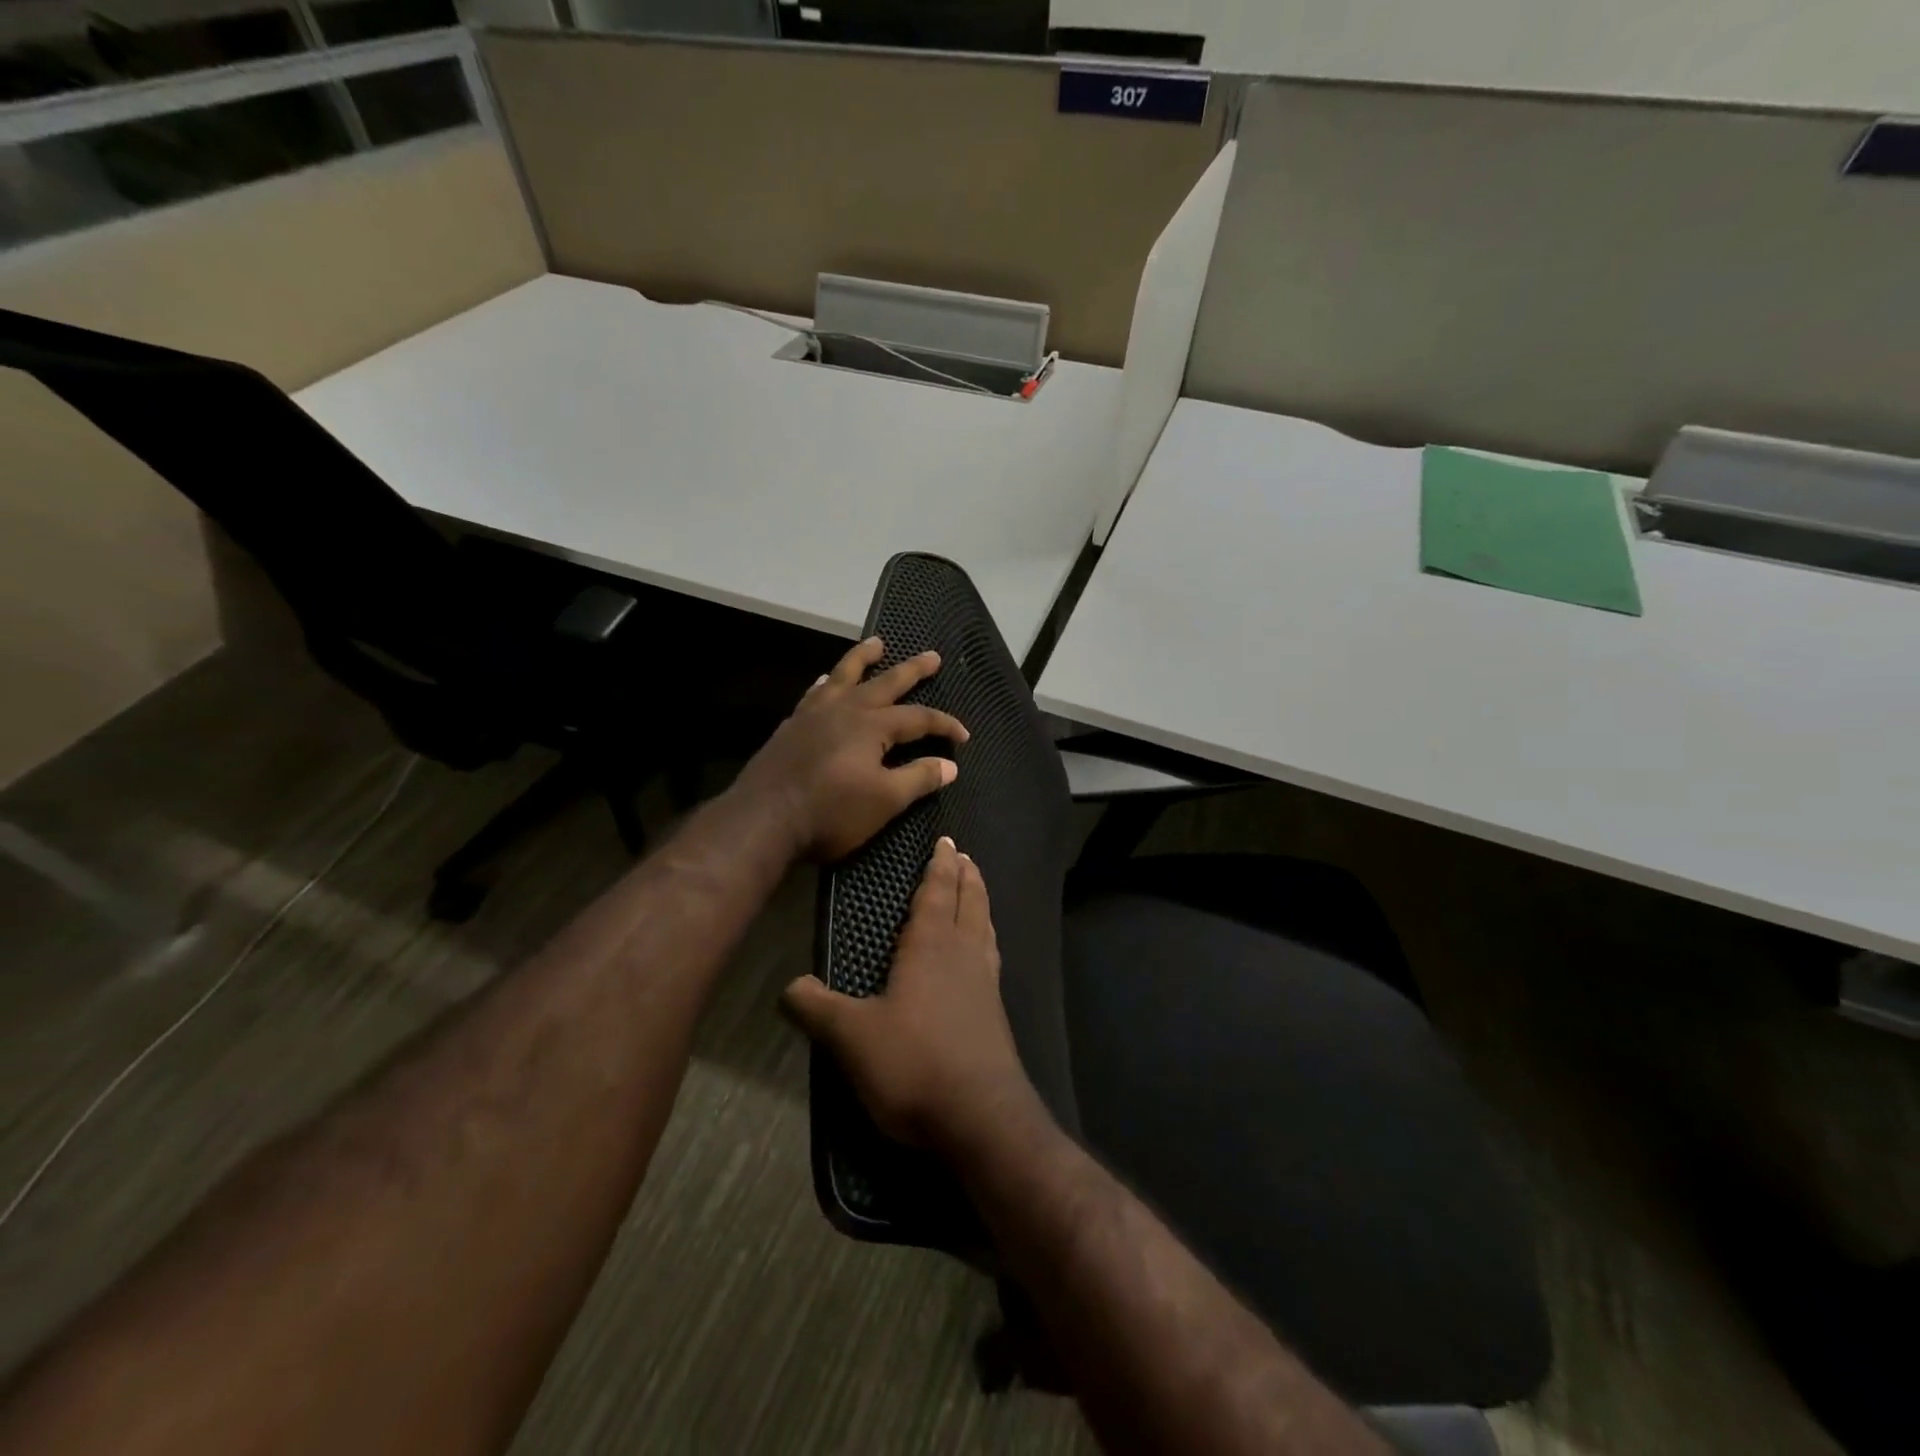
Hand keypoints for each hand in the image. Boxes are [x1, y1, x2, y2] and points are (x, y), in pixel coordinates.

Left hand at [731, 636, 968, 862]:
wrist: (763, 819)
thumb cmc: (830, 812)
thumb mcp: (884, 800)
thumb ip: (918, 779)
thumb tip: (950, 765)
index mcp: (872, 726)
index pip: (919, 718)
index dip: (944, 725)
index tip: (964, 736)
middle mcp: (846, 709)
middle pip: (886, 682)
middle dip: (912, 669)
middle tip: (931, 655)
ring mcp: (815, 714)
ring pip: (844, 676)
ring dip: (863, 659)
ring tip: (876, 643)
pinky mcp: (792, 725)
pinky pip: (815, 693)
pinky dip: (827, 683)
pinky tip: (826, 682)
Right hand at [783, 837, 1039, 1153]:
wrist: (980, 1117)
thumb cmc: (914, 1064)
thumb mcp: (851, 1036)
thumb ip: (817, 1008)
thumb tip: (788, 986)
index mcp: (931, 946)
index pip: (936, 892)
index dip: (939, 866)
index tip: (947, 843)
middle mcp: (963, 954)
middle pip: (969, 902)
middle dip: (966, 876)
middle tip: (965, 856)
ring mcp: (985, 983)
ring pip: (985, 927)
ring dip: (980, 903)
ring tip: (977, 890)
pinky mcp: (995, 1013)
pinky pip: (990, 957)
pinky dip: (986, 939)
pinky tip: (982, 955)